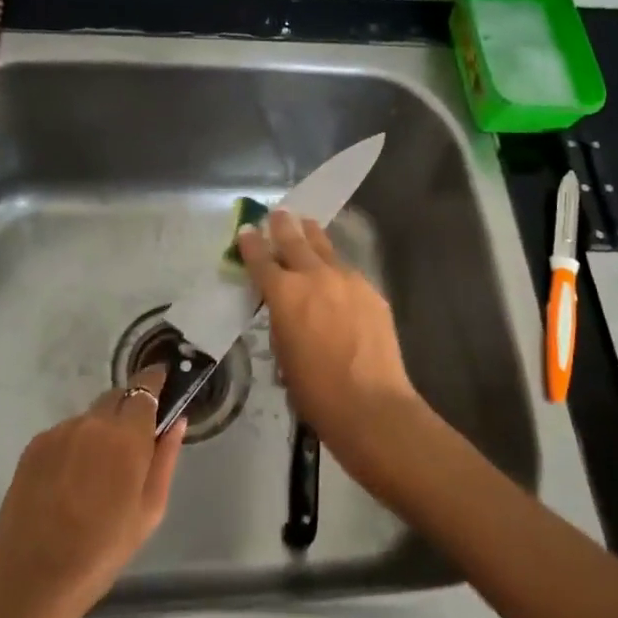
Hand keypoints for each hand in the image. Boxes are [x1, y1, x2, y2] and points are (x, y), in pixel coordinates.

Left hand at [0, 366, 184, 617]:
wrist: (31, 579)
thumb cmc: (102, 551)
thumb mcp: (150, 511)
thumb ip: (165, 458)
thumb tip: (176, 421)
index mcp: (126, 436)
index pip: (145, 387)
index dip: (156, 381)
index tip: (164, 381)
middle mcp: (92, 422)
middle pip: (117, 397)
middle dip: (129, 410)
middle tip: (132, 445)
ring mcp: (59, 432)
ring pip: (90, 417)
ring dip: (101, 431)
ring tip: (96, 475)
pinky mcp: (34, 445)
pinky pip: (66, 433)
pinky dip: (76, 445)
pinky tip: (70, 482)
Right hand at [237, 211, 426, 487]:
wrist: (371, 405)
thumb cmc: (315, 391)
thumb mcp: (283, 354)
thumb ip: (281, 321)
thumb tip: (286, 309)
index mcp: (284, 293)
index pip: (261, 259)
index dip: (250, 244)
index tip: (246, 231)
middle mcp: (314, 276)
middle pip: (294, 240)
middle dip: (282, 225)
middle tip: (278, 212)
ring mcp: (347, 279)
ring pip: (325, 248)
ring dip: (312, 236)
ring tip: (307, 225)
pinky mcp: (371, 291)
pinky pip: (348, 272)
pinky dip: (336, 269)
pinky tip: (336, 276)